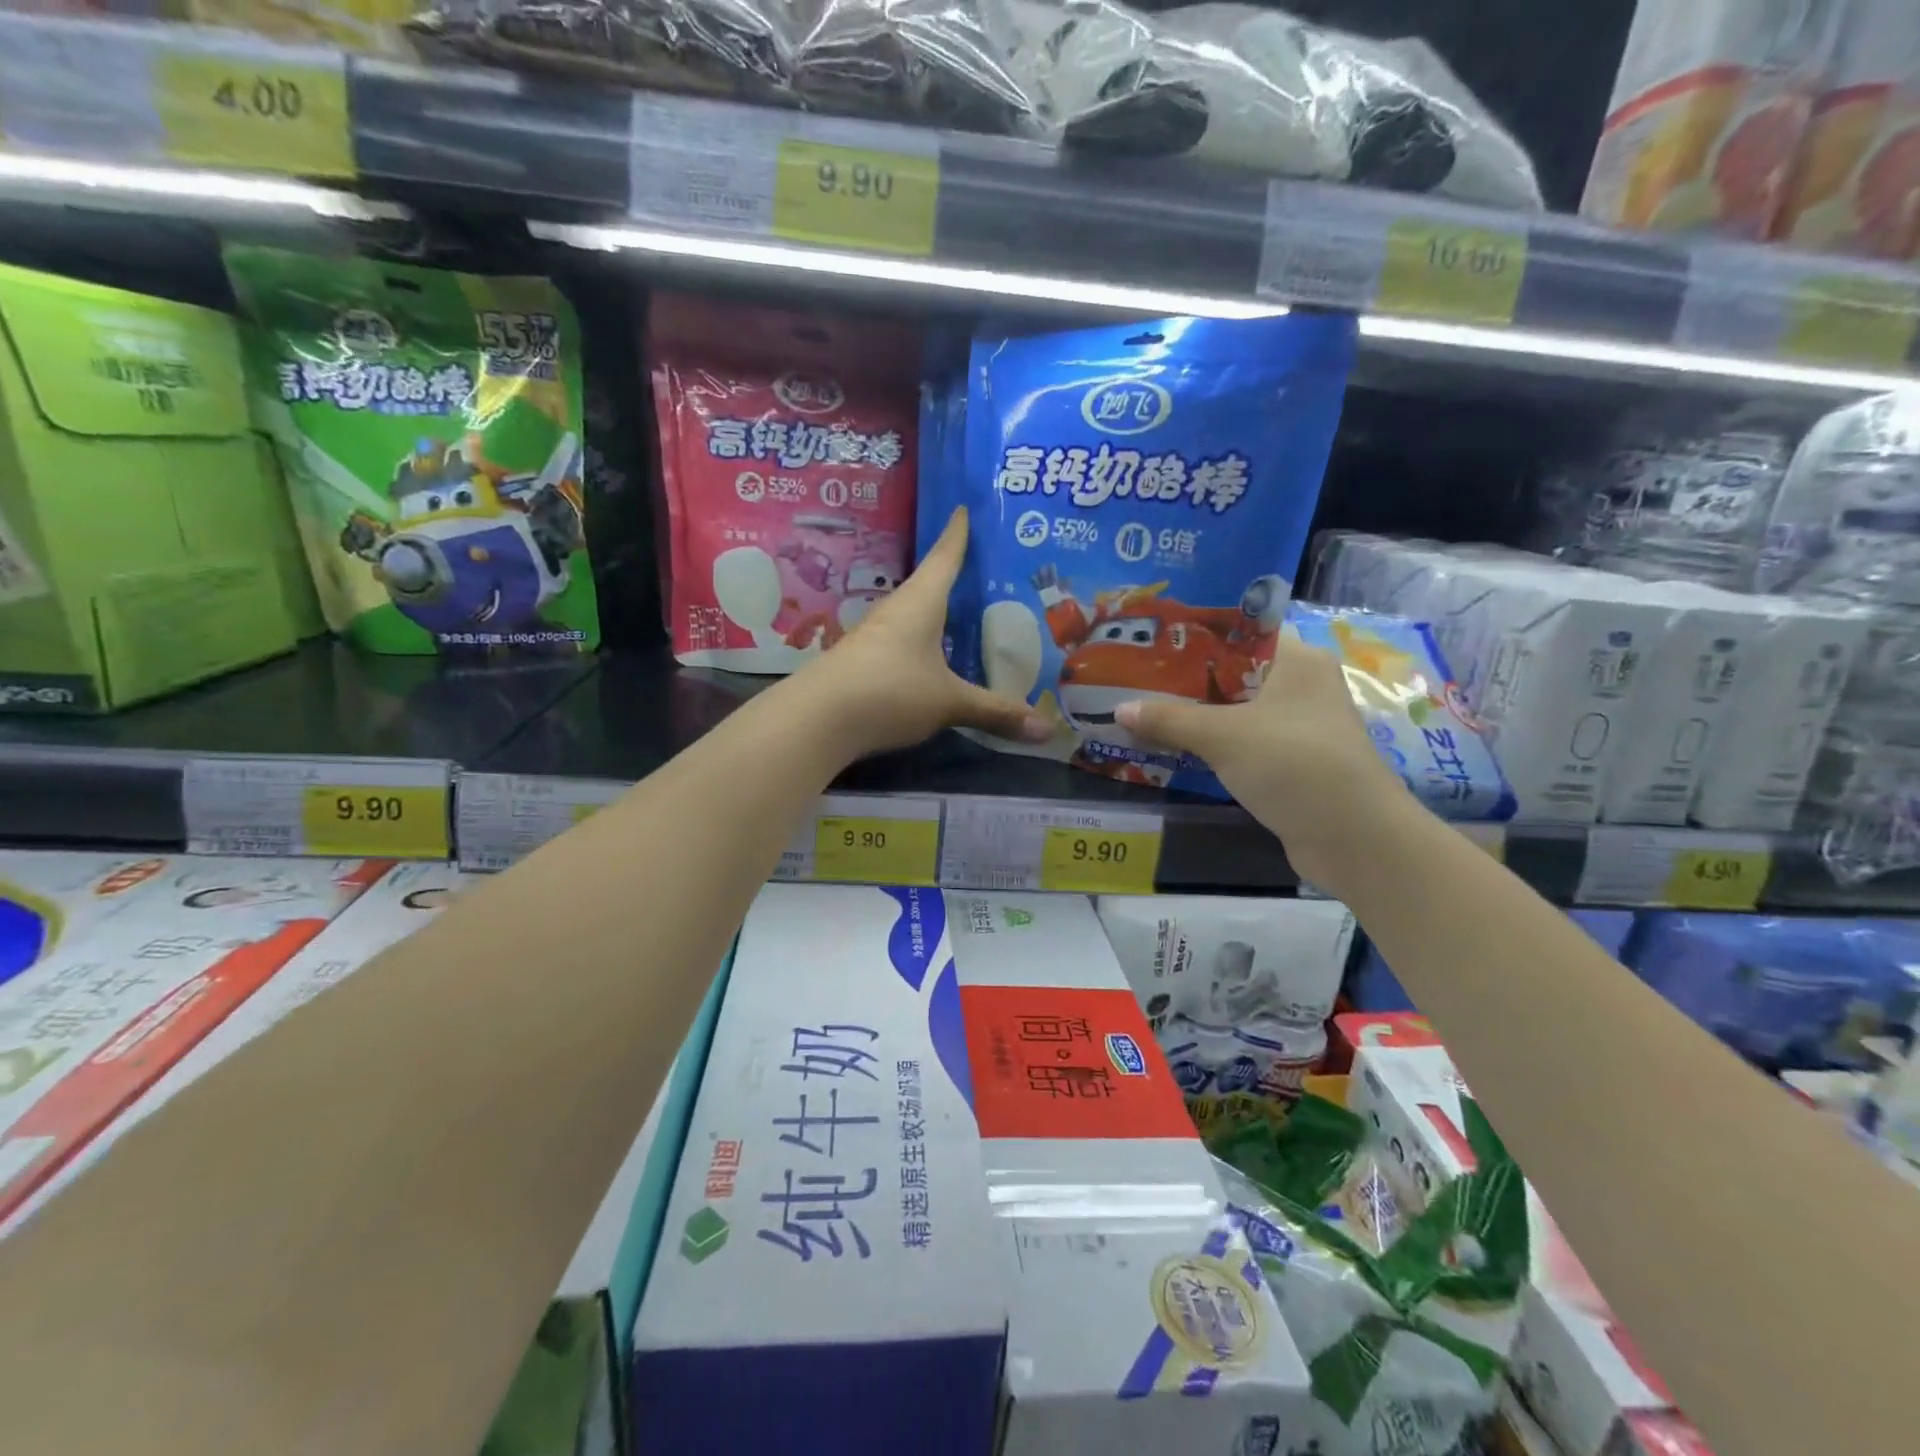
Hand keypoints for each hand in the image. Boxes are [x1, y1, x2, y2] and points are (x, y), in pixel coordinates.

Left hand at [806, 508, 1050, 757]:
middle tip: (986, 571)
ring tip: (965, 615)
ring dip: (936, 613)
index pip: (944, 556)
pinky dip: (923, 643)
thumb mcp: (949, 702)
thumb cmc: (891, 690)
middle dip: (954, 576)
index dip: (957, 534)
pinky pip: (902, 643)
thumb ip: (996, 712)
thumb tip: (1048, 731)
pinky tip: (934, 658)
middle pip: (929, 583)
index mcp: (921, 602)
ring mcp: (875, 636)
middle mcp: (896, 611)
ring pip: (914, 615)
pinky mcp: (863, 662)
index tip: (963, 508)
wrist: (818, 719)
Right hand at [1113, 632, 1415, 891]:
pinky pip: (1243, 742)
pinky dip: (1213, 744)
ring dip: (1197, 715)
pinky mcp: (1293, 762)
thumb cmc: (1293, 763)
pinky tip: (1175, 748)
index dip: (1196, 635)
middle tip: (1135, 677)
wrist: (1353, 837)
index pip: (1241, 632)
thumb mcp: (1223, 736)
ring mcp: (1299, 727)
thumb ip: (1169, 719)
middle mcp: (1302, 686)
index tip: (1152, 640)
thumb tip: (1118, 709)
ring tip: (1144, 710)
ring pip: (1237, 710)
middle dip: (1186, 679)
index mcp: (1297, 660)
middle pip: (1234, 673)